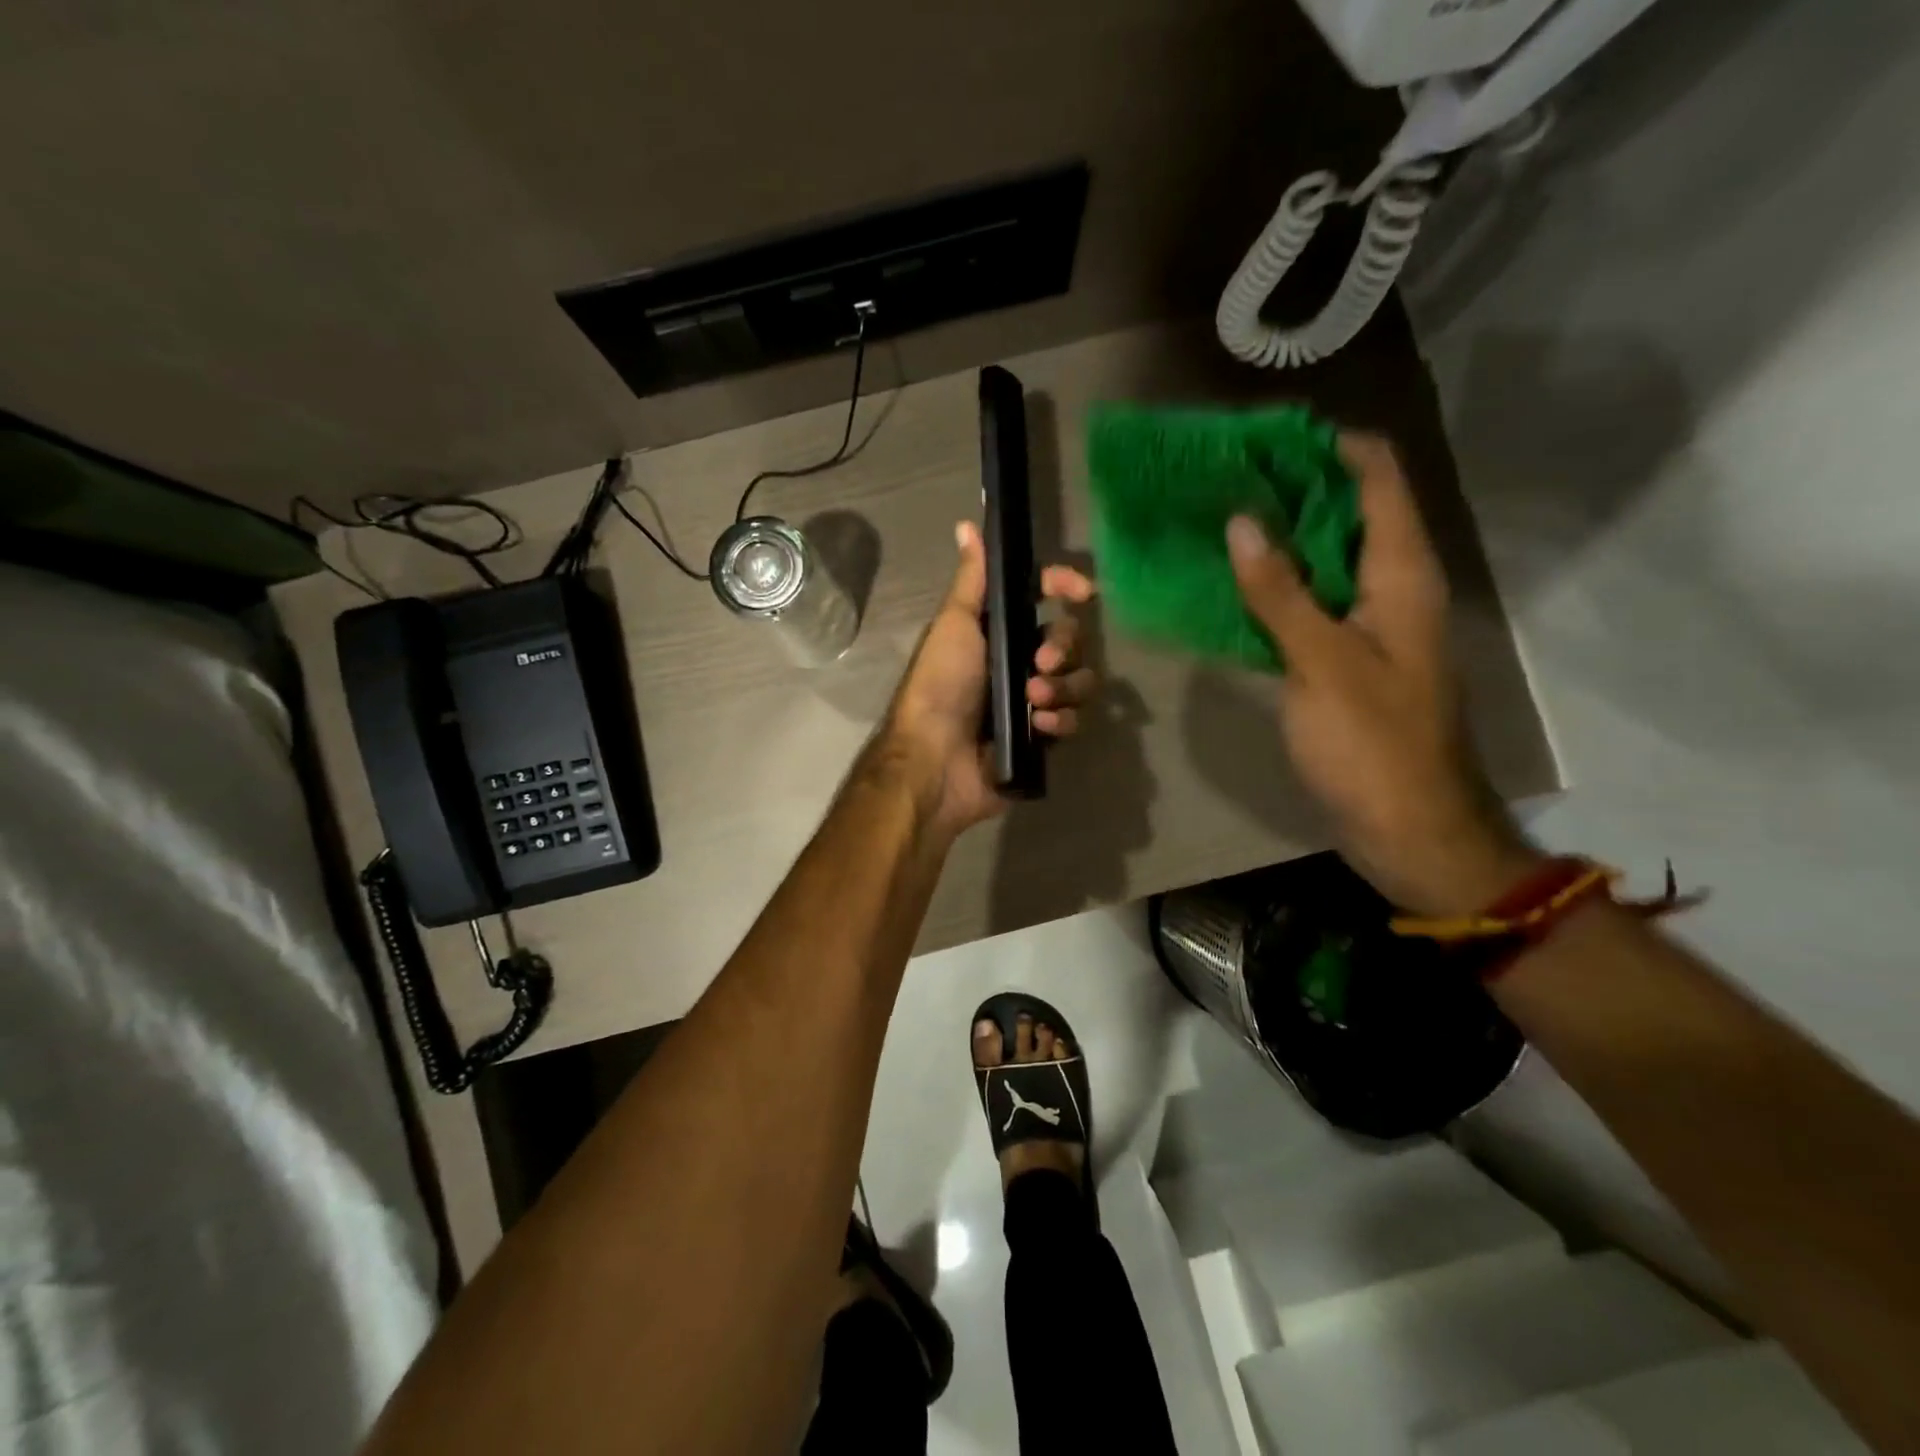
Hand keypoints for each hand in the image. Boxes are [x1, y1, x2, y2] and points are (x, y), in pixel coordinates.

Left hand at [882, 520, 1096, 839]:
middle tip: (1040, 664)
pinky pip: (1071, 720)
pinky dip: (1060, 721)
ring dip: (1062, 687)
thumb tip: (966, 524)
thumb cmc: (940, 686)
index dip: (1063, 587)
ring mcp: (1030, 701)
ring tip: (1034, 700)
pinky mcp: (1040, 738)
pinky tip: (1040, 728)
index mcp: (996, 632)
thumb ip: (972, 580)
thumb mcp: (954, 625)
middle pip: (1067, 639)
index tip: (1081, 591)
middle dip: (1062, 647)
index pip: (1041, 597)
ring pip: (1077, 680)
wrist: (935, 761)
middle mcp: (1016, 662)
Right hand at [1227, 434, 1540, 914]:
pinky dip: (1276, 588)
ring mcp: (1369, 626)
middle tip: (1223, 477)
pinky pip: (1310, 605)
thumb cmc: (1373, 744)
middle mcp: (1392, 588)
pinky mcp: (1347, 659)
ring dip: (1279, 538)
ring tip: (1217, 520)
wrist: (1409, 828)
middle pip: (1348, 513)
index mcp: (1402, 575)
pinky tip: (1230, 586)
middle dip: (1291, 488)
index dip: (1328, 446)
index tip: (1263, 436)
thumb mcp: (1322, 664)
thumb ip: (1281, 594)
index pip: (1377, 478)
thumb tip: (1241, 524)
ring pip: (1325, 560)